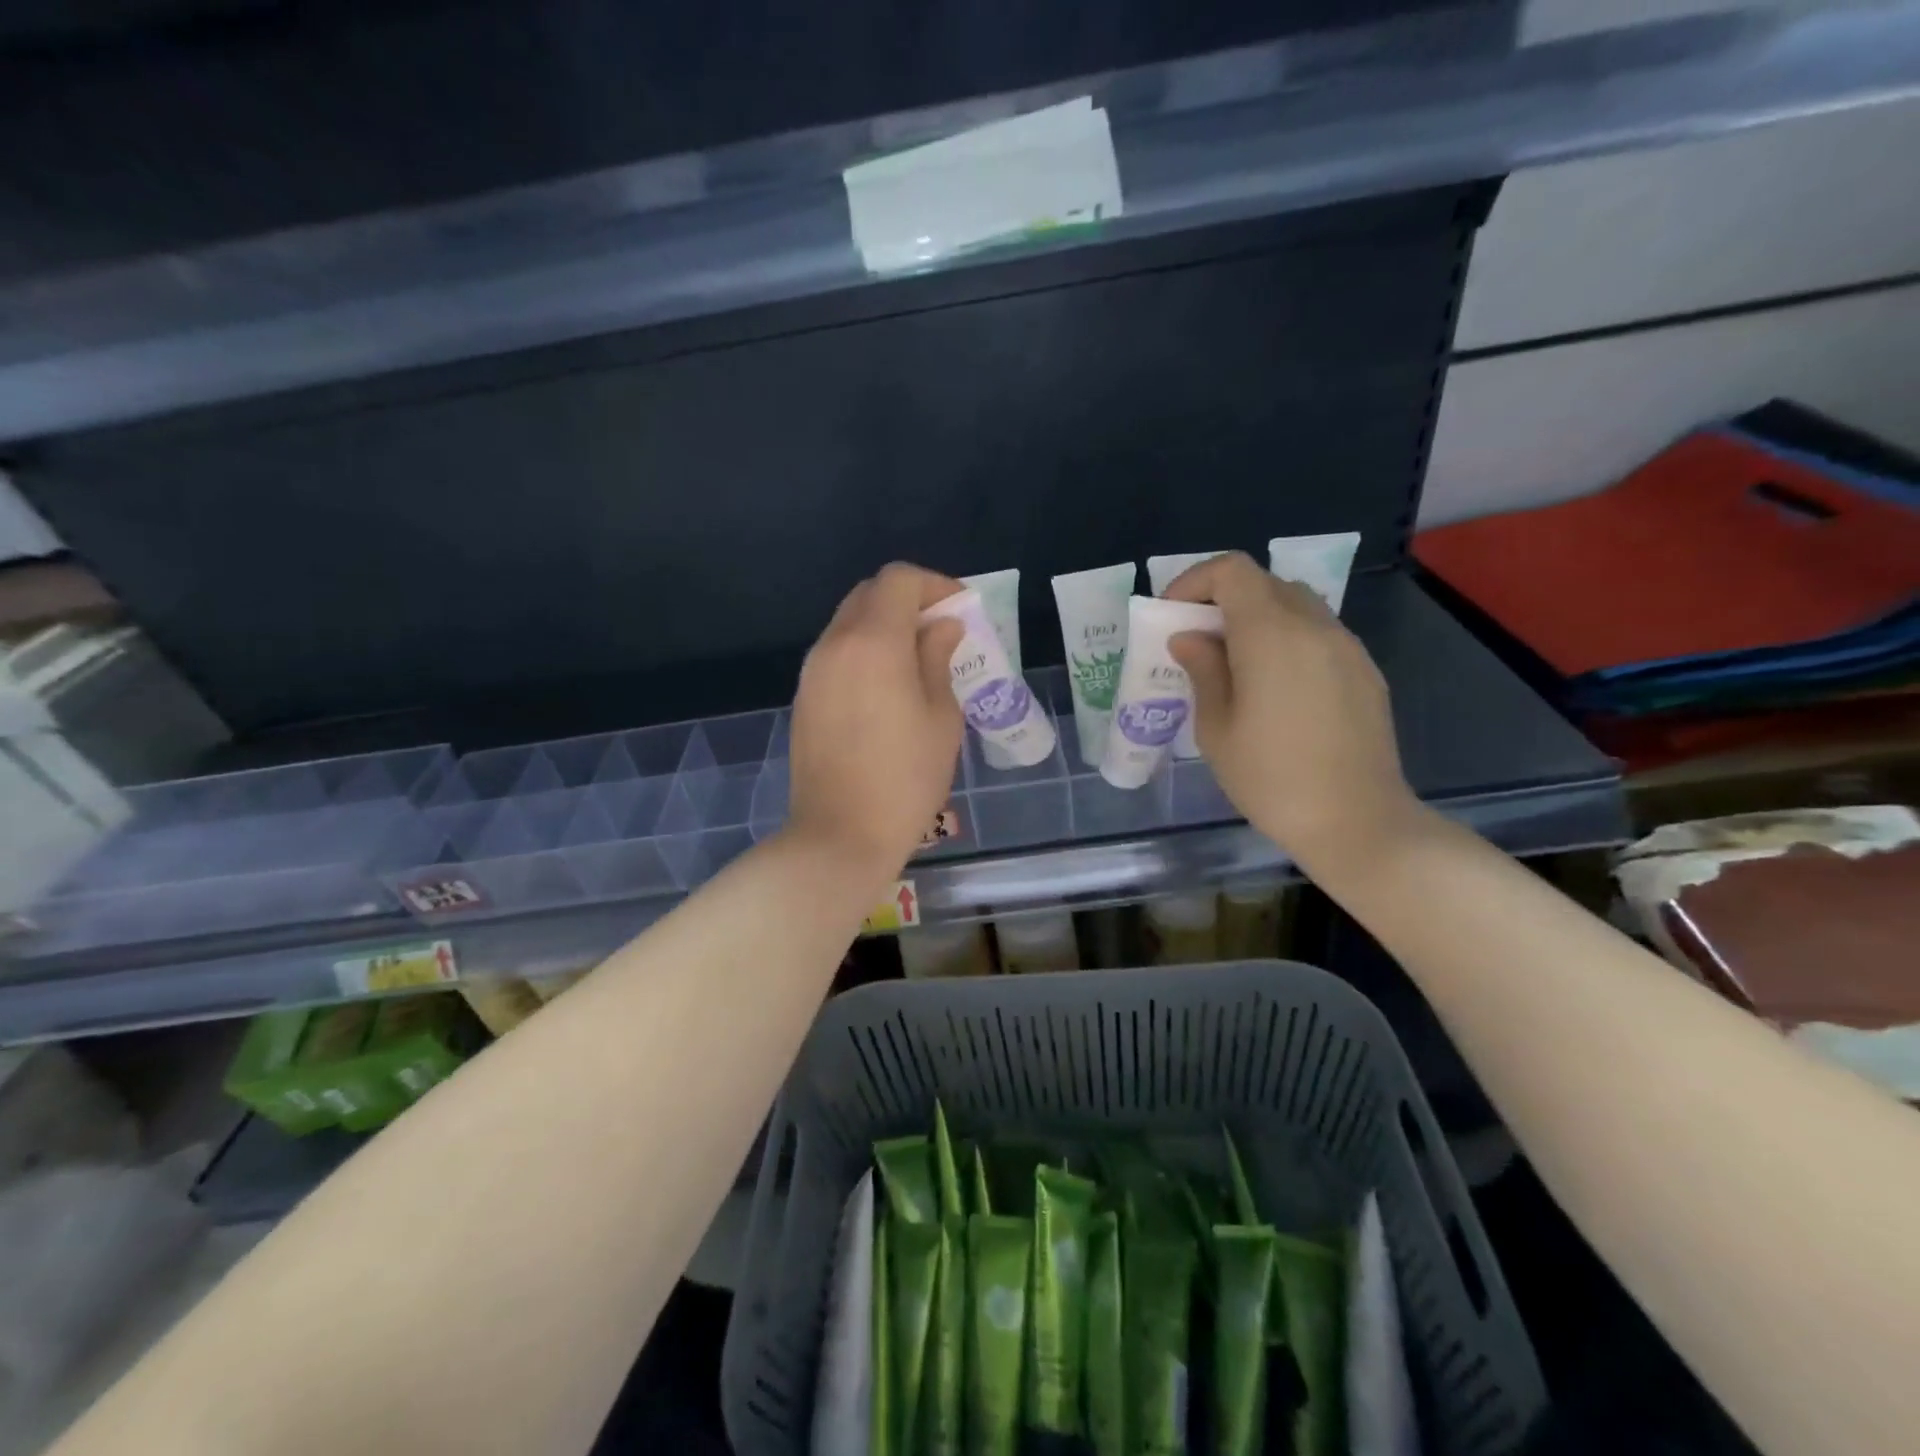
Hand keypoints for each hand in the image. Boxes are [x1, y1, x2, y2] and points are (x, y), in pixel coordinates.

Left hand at [787, 563, 966, 881]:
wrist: (840, 835)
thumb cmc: (905, 779)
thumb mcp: (941, 718)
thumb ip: (937, 659)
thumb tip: (941, 628)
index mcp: (873, 642)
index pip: (898, 579)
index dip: (935, 585)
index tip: (960, 611)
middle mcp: (834, 645)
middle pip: (869, 594)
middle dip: (909, 601)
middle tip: (942, 632)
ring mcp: (813, 671)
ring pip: (849, 623)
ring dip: (885, 626)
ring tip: (918, 660)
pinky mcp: (804, 697)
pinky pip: (837, 654)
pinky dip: (865, 651)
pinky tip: (888, 687)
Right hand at [1164, 552, 1424, 873]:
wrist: (1356, 821)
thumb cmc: (1271, 779)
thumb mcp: (1216, 729)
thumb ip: (1203, 670)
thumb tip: (1190, 638)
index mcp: (1271, 634)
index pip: (1232, 571)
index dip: (1195, 581)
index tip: (1173, 614)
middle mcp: (1314, 626)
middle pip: (1264, 583)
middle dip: (1223, 600)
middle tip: (1198, 640)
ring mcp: (1346, 646)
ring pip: (1295, 605)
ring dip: (1258, 618)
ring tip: (1235, 664)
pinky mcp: (1364, 671)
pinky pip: (1318, 634)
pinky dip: (1287, 640)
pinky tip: (1275, 687)